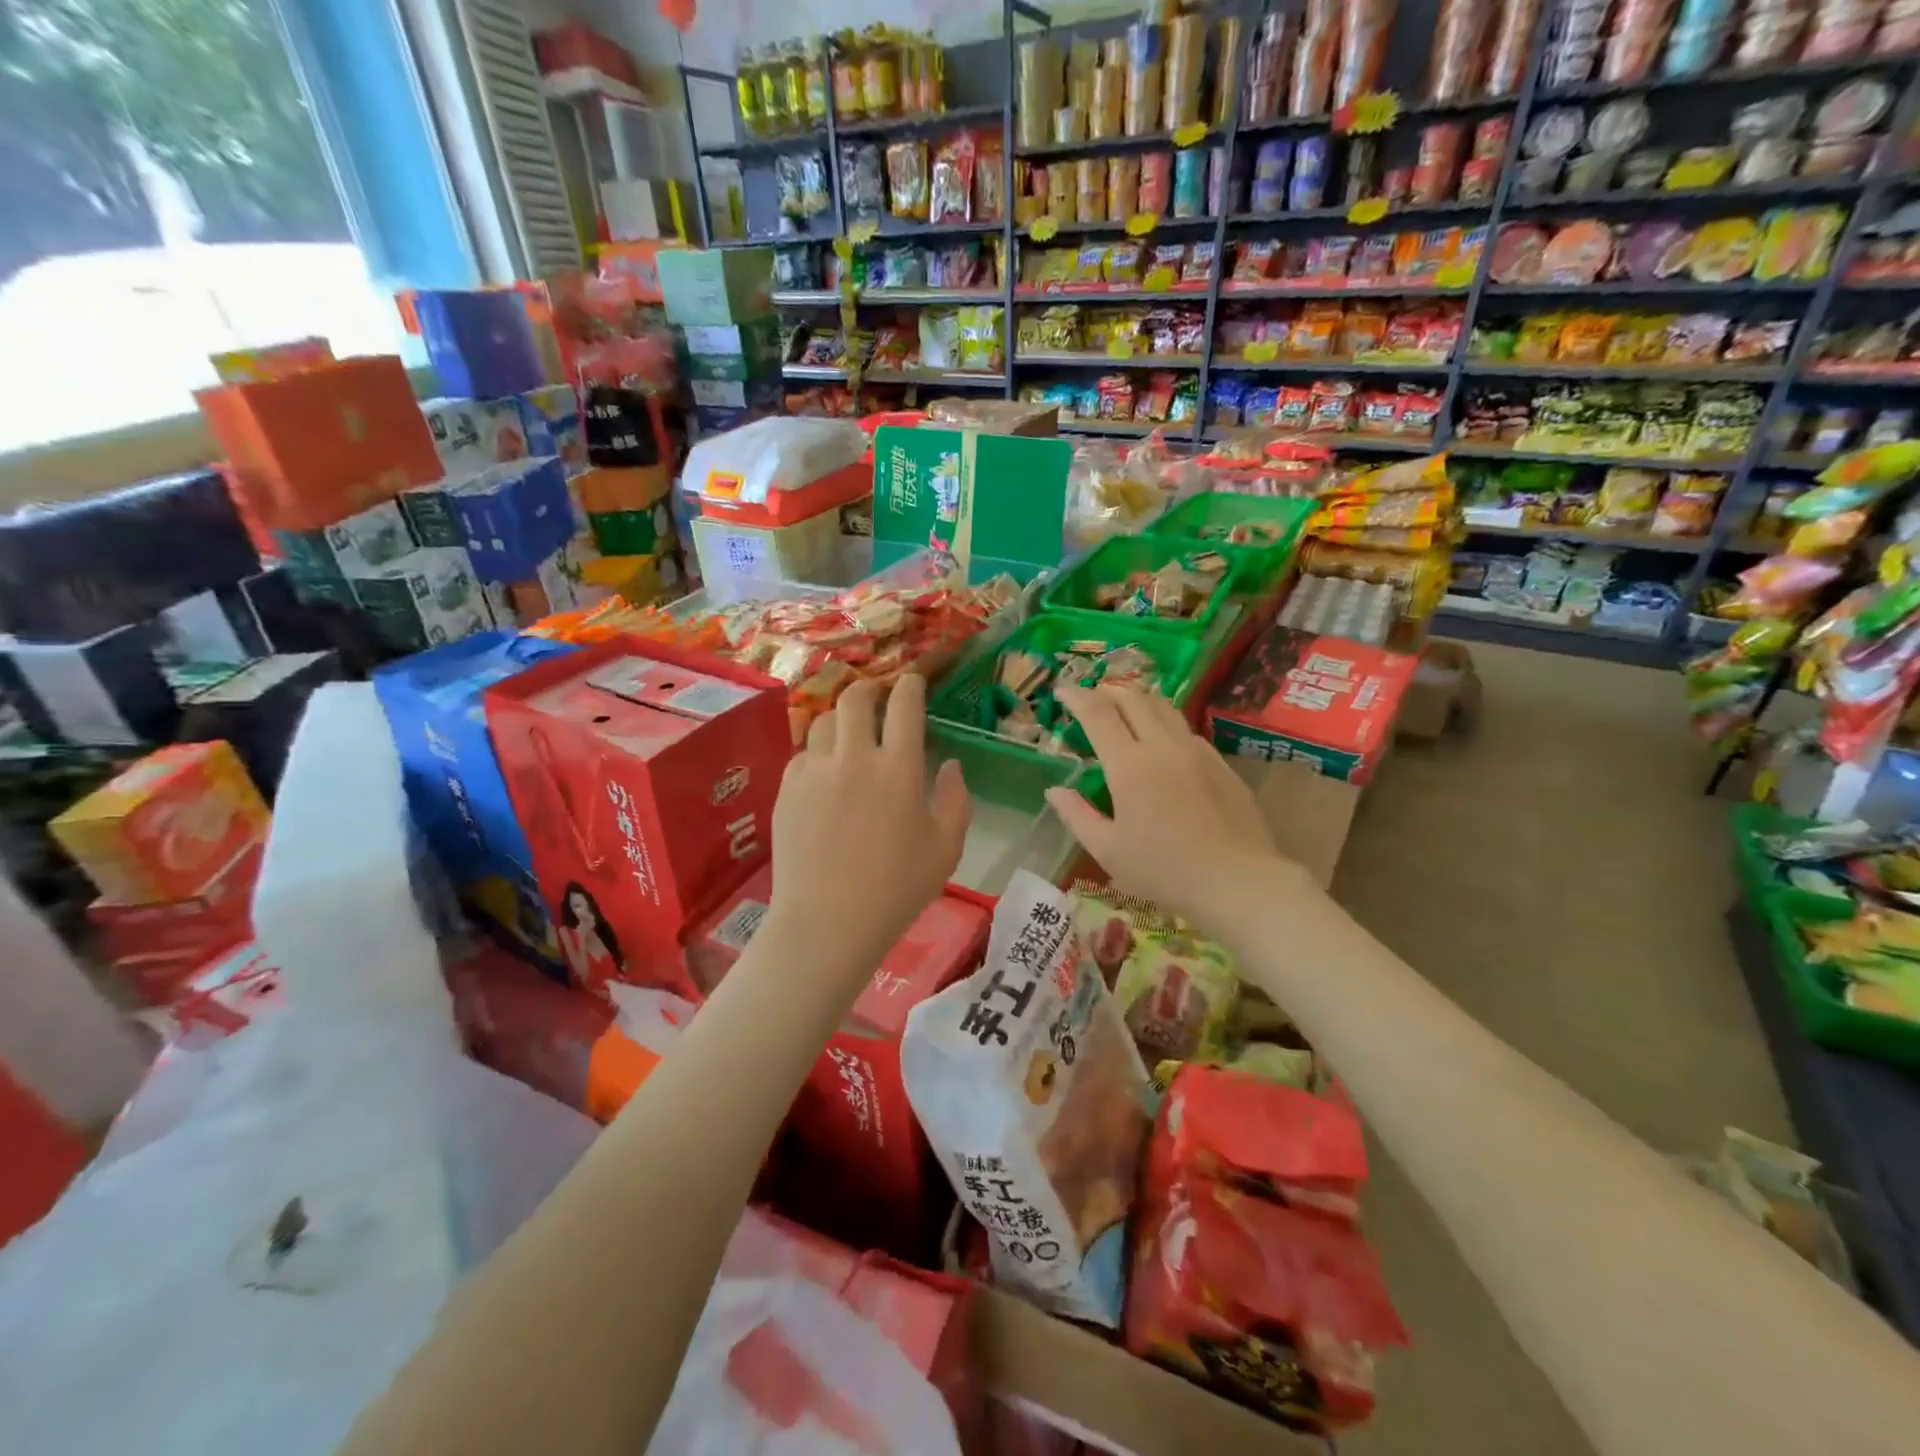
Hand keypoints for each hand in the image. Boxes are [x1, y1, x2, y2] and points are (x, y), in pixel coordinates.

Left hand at [768, 675, 969, 972]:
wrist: (827, 922)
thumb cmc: (897, 890)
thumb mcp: (946, 848)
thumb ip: (956, 800)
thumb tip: (951, 765)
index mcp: (899, 768)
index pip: (904, 705)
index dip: (910, 685)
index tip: (912, 682)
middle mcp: (855, 757)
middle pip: (855, 698)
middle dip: (868, 689)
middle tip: (876, 698)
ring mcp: (815, 771)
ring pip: (823, 722)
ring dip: (840, 722)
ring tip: (848, 737)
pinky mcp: (786, 789)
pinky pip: (802, 755)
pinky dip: (817, 756)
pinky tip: (824, 777)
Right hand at [1045, 685, 1304, 924]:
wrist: (1238, 881)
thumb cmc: (1163, 870)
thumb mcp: (1108, 851)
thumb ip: (1077, 816)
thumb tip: (1055, 791)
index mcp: (1129, 764)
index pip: (1098, 714)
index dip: (1077, 697)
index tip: (1062, 690)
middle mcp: (1163, 746)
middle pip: (1134, 699)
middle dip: (1108, 691)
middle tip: (1092, 697)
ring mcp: (1197, 751)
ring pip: (1165, 708)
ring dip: (1139, 700)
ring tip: (1126, 707)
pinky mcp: (1221, 764)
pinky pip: (1186, 730)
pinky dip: (1165, 723)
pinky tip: (1163, 742)